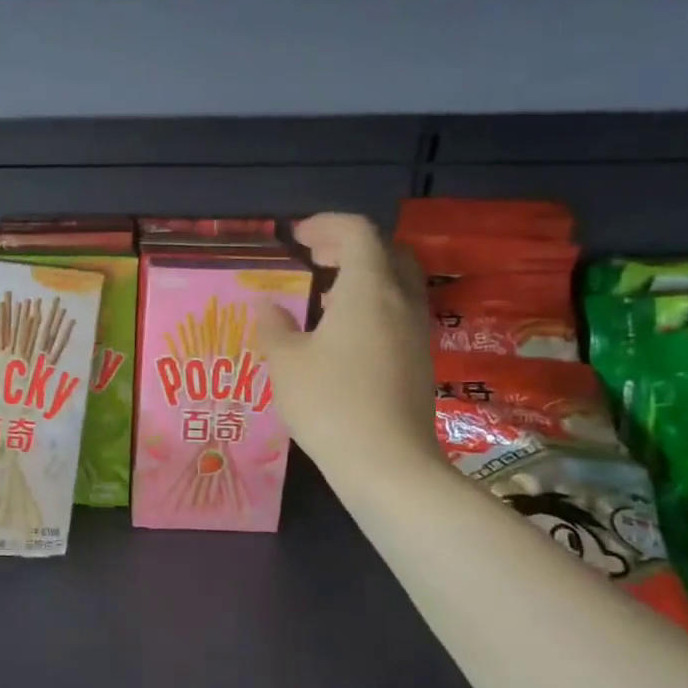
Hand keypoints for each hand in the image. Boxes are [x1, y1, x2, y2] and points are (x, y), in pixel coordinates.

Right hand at [256, 213, 441, 477]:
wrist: (387, 463)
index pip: (357, 232)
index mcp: (368, 289)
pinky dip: (372, 303)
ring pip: (396, 282)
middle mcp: (400, 301)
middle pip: (386, 251)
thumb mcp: (286, 362)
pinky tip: (342, 333)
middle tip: (315, 256)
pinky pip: (398, 311)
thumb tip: (268, 305)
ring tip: (323, 293)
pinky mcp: (419, 359)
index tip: (297, 237)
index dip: (326, 224)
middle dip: (349, 245)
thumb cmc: (330, 403)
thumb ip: (274, 326)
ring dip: (363, 275)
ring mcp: (416, 331)